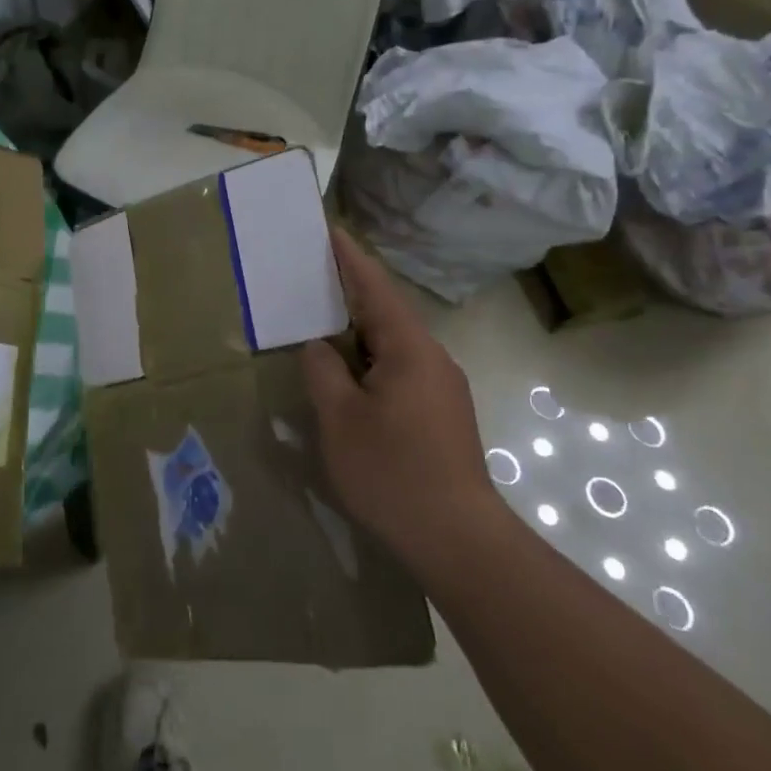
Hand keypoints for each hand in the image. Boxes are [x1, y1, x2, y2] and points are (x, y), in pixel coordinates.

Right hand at [300, 229, 501, 583]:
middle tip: (311, 276)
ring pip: (393, 343)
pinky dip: (370, 358)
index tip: (328, 229)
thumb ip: (323, 372)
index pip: (375, 287)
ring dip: (358, 329)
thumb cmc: (392, 472)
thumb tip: (320, 347)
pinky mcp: (442, 413)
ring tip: (321, 322)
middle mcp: (431, 358)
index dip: (349, 257)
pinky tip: (348, 374)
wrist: (459, 541)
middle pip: (386, 311)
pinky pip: (399, 367)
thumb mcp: (339, 419)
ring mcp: (441, 387)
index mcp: (408, 348)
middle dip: (350, 291)